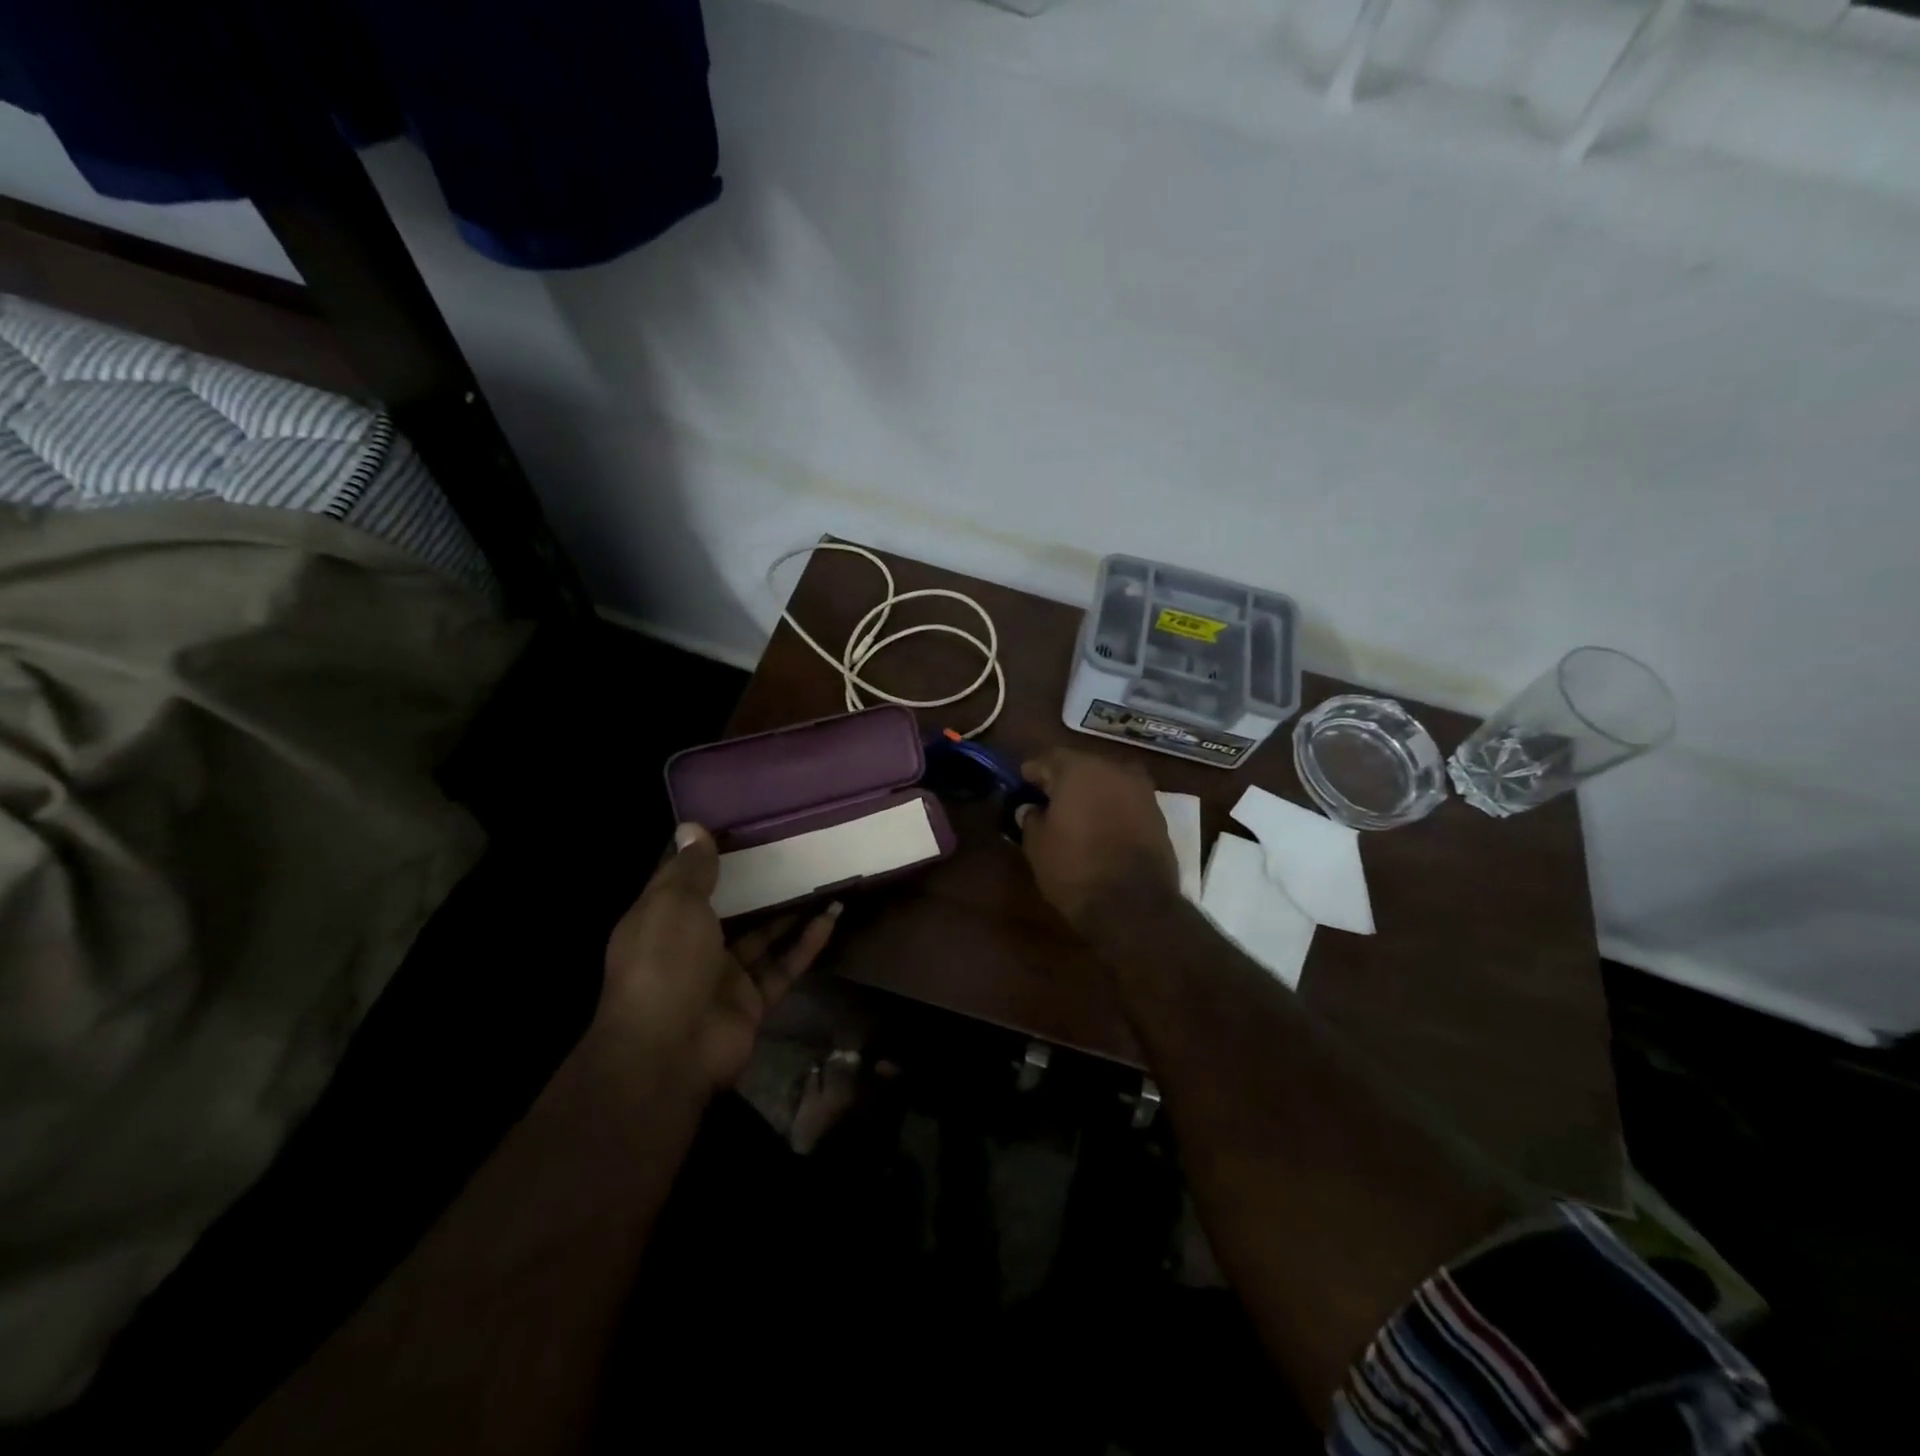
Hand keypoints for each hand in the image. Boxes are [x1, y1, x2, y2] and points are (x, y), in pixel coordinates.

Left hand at [598, 824, 839, 1093]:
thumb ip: (692, 868)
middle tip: (793, 848)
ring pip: (763, 936)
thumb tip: (692, 827)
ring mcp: (723, 977)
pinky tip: (832, 916)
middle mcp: (691, 946)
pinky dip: (807, 943)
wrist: (668, 1053)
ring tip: (822, 878)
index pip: (686, 880)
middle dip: (757, 882)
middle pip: (730, 907)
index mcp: (661, 920)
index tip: (742, 826)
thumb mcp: (674, 904)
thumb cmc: (664, 963)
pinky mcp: (752, 1001)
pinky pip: (783, 965)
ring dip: (790, 911)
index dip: (709, 855)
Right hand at [1017, 749, 1178, 933]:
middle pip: (1082, 766)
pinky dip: (1112, 808)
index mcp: (1079, 769)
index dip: (1033, 771)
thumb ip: (1031, 819)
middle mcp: (1114, 770)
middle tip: (1047, 798)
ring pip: (1108, 782)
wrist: (1134, 905)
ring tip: (1076, 814)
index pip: (1048, 759)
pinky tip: (1101, 827)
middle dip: (1064, 779)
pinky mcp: (1158, 814)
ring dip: (1091, 793)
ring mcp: (1141, 791)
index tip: (1022, 784)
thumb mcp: (1038, 846)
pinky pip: (1127, 802)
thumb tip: (1032, 810)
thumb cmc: (1075, 869)